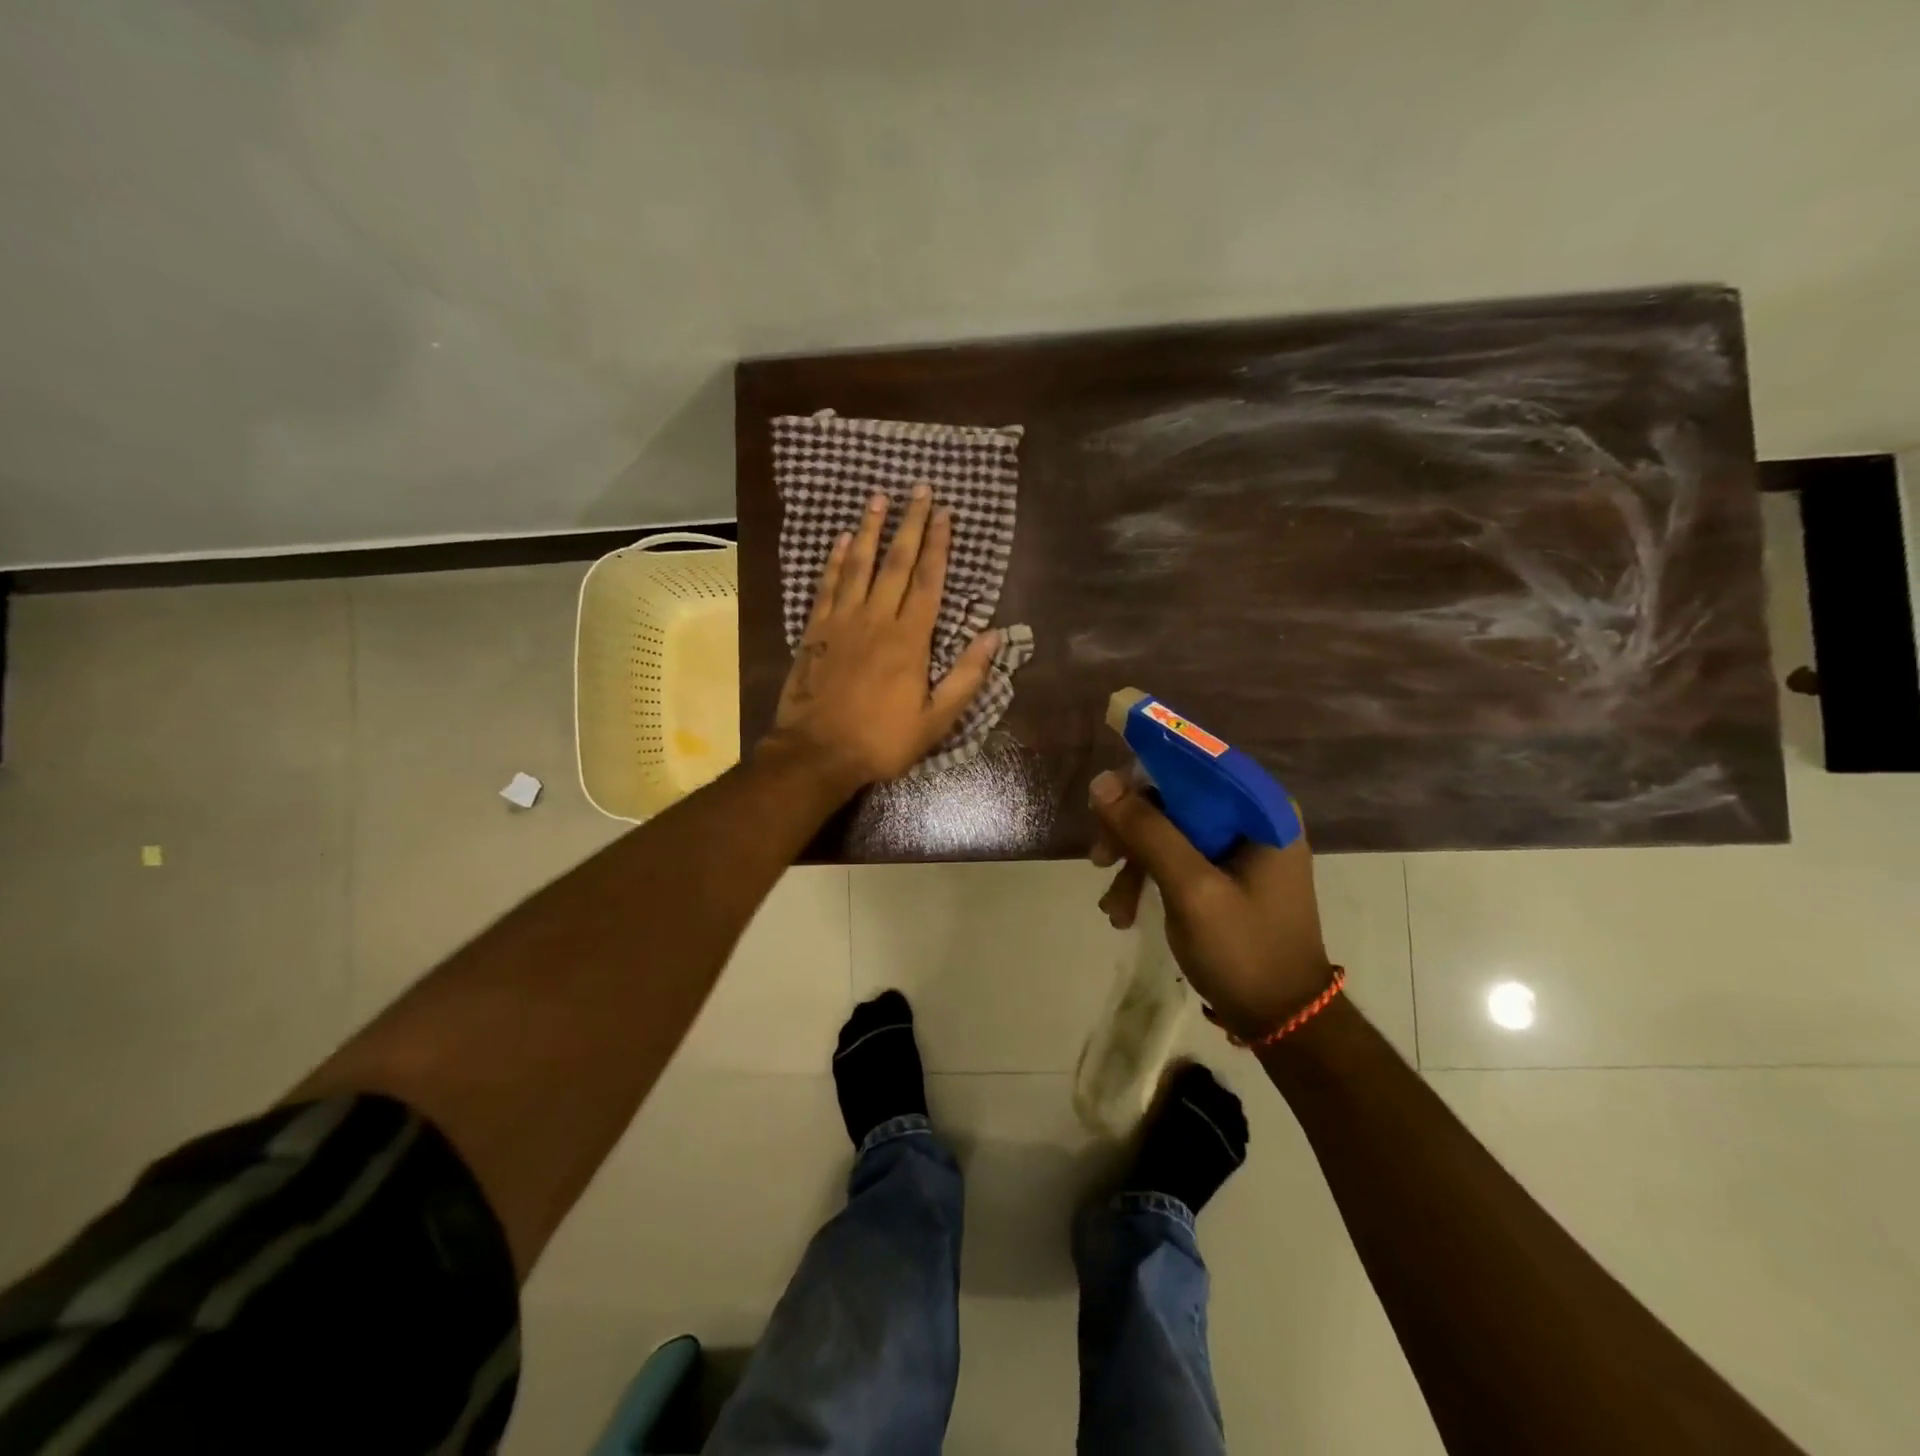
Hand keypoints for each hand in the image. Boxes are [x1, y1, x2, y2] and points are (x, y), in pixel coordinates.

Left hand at [766, 484, 999, 791]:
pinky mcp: (814, 631)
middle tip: (919, 489)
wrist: (817, 753)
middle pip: (895, 563)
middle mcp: (876, 620)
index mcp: (910, 640)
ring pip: (858, 565)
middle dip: (910, 524)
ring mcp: (841, 622)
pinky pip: (827, 586)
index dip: (939, 546)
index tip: (945, 514)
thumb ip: (966, 677)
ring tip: (879, 497)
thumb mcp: (936, 721)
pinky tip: (841, 539)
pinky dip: (835, 560)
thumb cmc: (881, 741)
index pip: (928, 582)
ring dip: (870, 529)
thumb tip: (994, 636)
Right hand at [1088, 770, 1334, 1039]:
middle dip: (1131, 828)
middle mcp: (1253, 816)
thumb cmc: (1244, 951)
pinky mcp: (1225, 871)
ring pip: (1168, 827)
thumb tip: (1101, 782)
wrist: (1282, 1020)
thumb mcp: (1190, 889)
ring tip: (1113, 905)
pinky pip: (1176, 855)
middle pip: (1176, 796)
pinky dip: (1148, 878)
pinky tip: (1125, 912)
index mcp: (1261, 808)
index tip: (1103, 800)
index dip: (1145, 770)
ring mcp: (1239, 845)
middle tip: (1099, 858)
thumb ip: (1148, 831)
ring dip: (1133, 861)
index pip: (1195, 761)